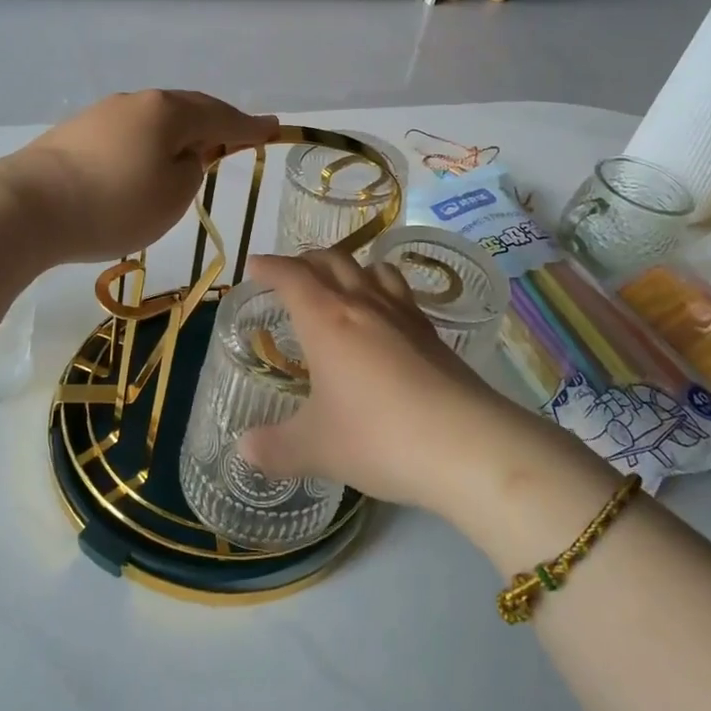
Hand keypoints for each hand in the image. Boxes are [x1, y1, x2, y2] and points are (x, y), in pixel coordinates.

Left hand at [0, 90, 276, 263]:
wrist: (27, 207)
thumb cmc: (114, 203)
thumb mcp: (173, 195)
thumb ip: (192, 169)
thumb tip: (184, 154)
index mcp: (170, 111)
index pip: (222, 117)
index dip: (251, 127)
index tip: (274, 127)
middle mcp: (138, 102)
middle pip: (189, 108)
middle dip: (216, 122)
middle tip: (238, 136)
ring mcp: (103, 113)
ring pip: (156, 118)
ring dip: (180, 133)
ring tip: (192, 152)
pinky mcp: (77, 132)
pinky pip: (130, 131)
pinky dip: (149, 143)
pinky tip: (145, 161)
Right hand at [237, 250, 540, 512]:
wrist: (466, 445)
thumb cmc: (378, 437)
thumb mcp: (316, 449)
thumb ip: (275, 448)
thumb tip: (244, 449)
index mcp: (327, 320)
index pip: (292, 277)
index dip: (270, 267)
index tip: (255, 265)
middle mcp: (364, 305)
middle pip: (332, 261)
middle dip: (306, 261)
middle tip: (290, 273)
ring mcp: (403, 315)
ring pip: (372, 269)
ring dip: (349, 267)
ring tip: (340, 283)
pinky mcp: (433, 334)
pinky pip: (400, 293)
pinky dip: (383, 289)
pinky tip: (385, 317)